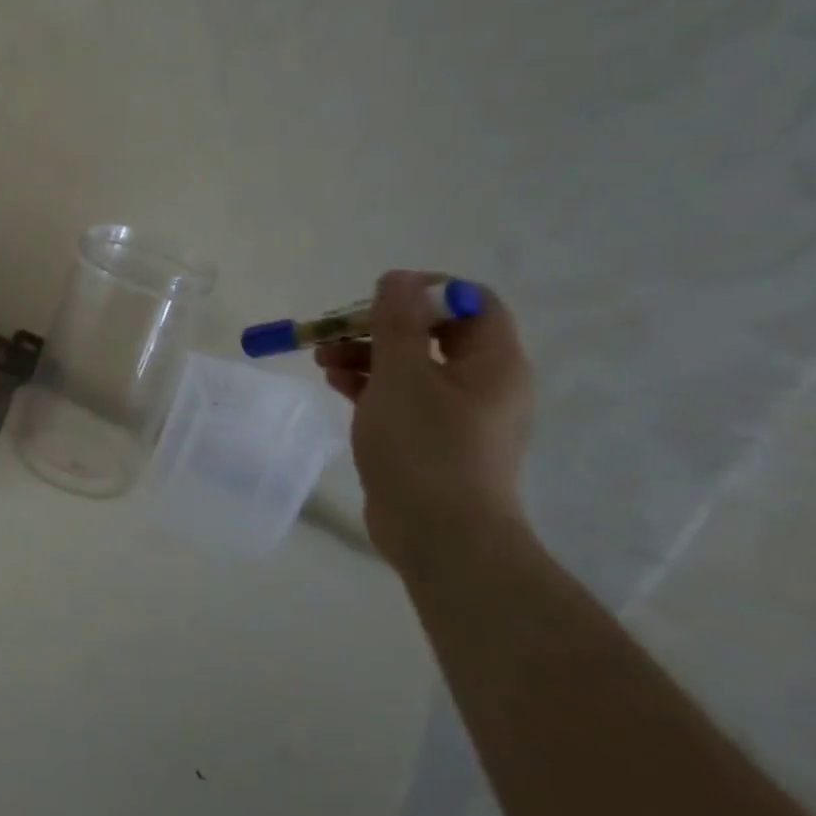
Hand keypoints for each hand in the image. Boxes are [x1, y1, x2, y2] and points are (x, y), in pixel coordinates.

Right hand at [315, 271, 532, 572]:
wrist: (440, 536)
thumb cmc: (424, 447)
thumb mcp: (401, 375)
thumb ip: (396, 323)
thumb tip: (398, 278)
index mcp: (493, 363)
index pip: (472, 304)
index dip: (426, 292)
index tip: (377, 299)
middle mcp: (484, 384)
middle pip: (434, 334)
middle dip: (381, 326)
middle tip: (337, 330)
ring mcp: (459, 416)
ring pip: (412, 367)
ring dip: (367, 355)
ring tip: (322, 360)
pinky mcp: (433, 442)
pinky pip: (403, 398)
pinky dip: (371, 385)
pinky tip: (336, 384)